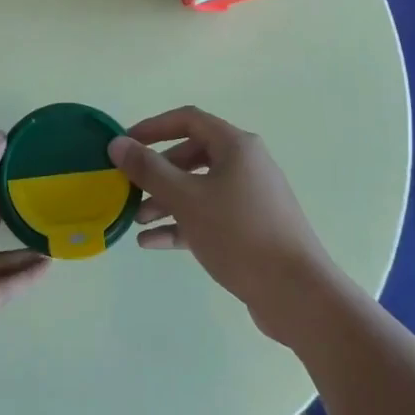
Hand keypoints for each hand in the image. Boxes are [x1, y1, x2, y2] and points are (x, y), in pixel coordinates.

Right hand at [109, 106, 336, 337]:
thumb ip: (148, 169)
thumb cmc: (239, 234)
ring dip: (166, 200)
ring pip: (199, 188)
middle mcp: (246, 164)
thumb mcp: (186, 198)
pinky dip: (182, 224)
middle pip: (191, 156)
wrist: (298, 294)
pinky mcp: (251, 229)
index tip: (125, 144)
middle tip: (129, 188)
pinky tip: (153, 242)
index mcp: (236, 146)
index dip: (152, 127)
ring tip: (138, 221)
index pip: (187, 120)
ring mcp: (250, 198)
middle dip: (157, 172)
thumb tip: (117, 143)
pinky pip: (209, 216)